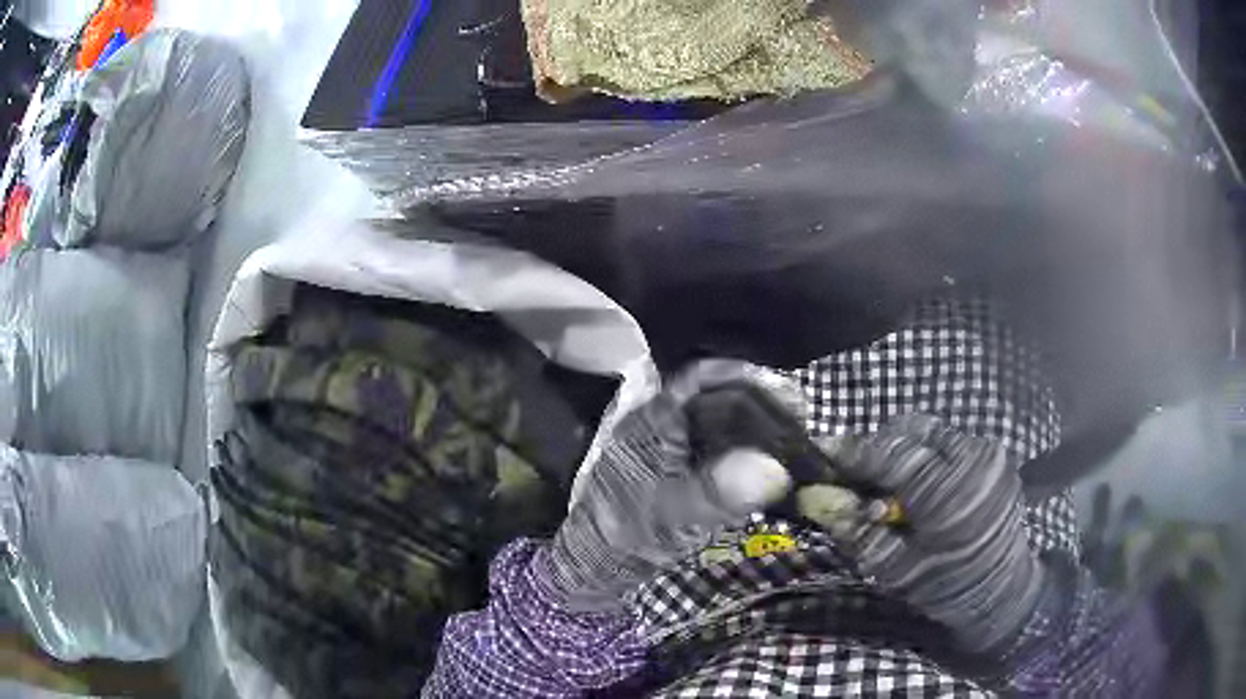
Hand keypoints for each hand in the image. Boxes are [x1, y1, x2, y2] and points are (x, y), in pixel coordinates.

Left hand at [537, 360, 798, 611]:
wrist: (599, 564)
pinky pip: (719, 448)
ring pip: (721, 422)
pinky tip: (769, 464)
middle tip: (801, 421)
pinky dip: (746, 451)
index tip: (787, 391)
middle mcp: (664, 425)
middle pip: (719, 397)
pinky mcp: (680, 470)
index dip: (746, 376)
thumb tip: (774, 470)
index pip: (703, 378)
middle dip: (761, 404)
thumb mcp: (674, 516)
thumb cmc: (629, 534)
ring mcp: (672, 447)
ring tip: (794, 440)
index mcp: (656, 422)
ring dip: (757, 427)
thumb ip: (719, 493)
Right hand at [824, 415, 1047, 655]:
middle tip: (861, 474)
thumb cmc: (947, 588)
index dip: (857, 450)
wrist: (1002, 589)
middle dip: (881, 446)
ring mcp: (988, 453)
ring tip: (892, 481)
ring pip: (931, 431)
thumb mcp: (896, 570)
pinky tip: (921, 484)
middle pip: (913, 430)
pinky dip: (927, 454)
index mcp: (951, 496)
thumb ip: (859, 531)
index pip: (895, 454)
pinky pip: (949, 440)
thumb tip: (818, 499)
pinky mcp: (995, 454)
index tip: (825, 449)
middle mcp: (974, 461)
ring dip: (904, 449)